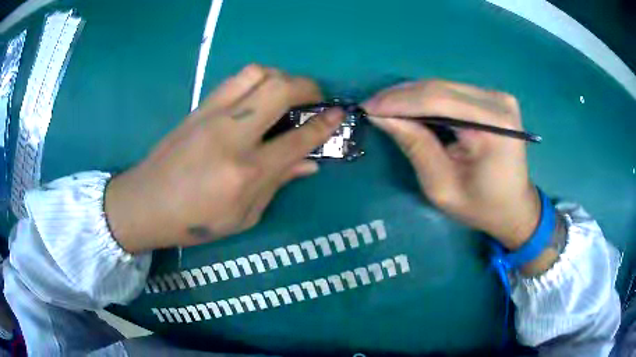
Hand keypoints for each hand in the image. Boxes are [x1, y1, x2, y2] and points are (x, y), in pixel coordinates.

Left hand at [105, 65, 343, 253]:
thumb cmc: (194, 221)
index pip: (298, 138)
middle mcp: (232, 135)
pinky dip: (258, 79)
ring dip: (282, 76)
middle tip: (317, 97)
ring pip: (257, 73)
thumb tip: (309, 163)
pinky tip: (260, 95)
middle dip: (308, 86)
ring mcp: (212, 115)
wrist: (145, 202)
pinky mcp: (199, 107)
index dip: (325, 123)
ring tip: (288, 92)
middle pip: (280, 89)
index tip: (340, 113)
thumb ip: (277, 185)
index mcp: (246, 173)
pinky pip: (235, 80)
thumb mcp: (242, 216)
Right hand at [363, 80, 539, 249]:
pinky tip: (411, 108)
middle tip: (372, 107)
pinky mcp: (493, 98)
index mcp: (494, 126)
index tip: (367, 107)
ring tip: (386, 107)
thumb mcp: (442, 186)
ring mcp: (498, 96)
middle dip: (401, 96)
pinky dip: (428, 99)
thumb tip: (382, 116)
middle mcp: (498, 102)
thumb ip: (415, 146)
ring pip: (443, 86)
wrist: (515, 208)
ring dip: (412, 96)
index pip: (438, 99)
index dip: (399, 101)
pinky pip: (452, 92)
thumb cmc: (482, 207)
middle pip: (440, 88)